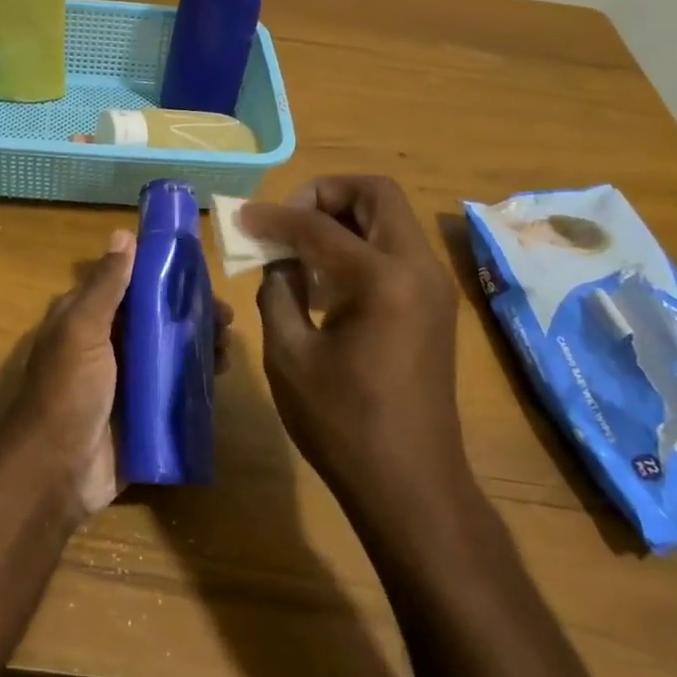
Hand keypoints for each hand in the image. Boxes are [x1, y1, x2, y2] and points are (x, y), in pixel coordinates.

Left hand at [0, 227, 233, 523]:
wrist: (58, 472)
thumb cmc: (68, 392)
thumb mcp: (82, 331)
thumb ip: (105, 286)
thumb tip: (123, 234)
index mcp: (87, 318)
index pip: (130, 284)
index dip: (163, 274)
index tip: (200, 272)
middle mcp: (108, 344)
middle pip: (156, 317)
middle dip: (191, 312)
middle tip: (226, 317)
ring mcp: (127, 380)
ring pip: (170, 351)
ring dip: (200, 344)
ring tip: (228, 346)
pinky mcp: (144, 412)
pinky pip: (175, 388)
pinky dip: (198, 378)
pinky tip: (221, 374)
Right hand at [241, 176, 464, 513]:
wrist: (410, 483)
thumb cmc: (342, 423)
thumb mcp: (289, 355)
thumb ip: (278, 291)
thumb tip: (279, 261)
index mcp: (383, 279)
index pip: (319, 225)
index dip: (274, 216)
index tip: (241, 217)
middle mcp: (418, 268)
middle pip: (377, 194)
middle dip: (325, 193)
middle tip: (287, 219)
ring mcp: (434, 286)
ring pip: (391, 218)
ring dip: (345, 217)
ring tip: (301, 245)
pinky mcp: (435, 305)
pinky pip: (397, 248)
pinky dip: (362, 243)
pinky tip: (328, 276)